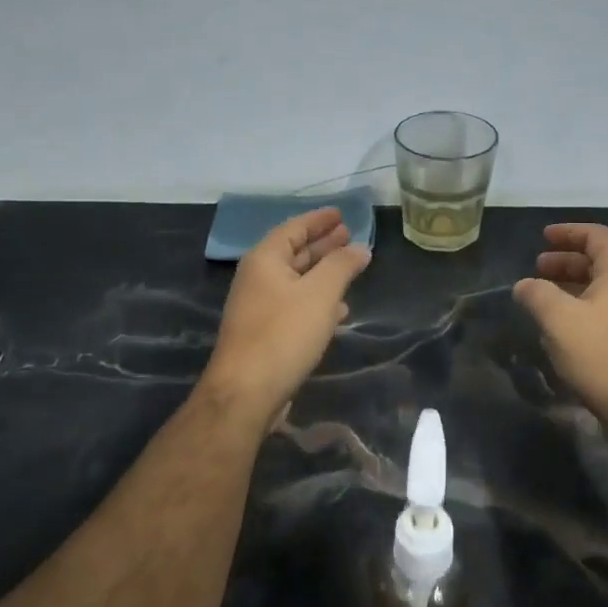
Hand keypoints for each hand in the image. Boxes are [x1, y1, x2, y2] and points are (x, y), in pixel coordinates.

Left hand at [202, 207, 370, 424]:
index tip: (342, 214)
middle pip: (294, 253)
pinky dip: (316, 301)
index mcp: (265, 260)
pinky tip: (338, 310)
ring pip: (296, 281)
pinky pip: (295, 306)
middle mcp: (257, 279)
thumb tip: (360, 247)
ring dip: (322, 273)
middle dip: (322, 244)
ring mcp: (259, 308)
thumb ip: (342, 266)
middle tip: (349, 235)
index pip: (294, 228)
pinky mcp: (265, 334)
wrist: (247, 392)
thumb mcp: (320, 294)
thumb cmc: (284, 334)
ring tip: (350, 267)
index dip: (319, 219)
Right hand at [513, 223, 607, 431]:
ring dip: (571, 286)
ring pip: (601, 289)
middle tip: (537, 267)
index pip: (597, 237)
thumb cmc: (602, 354)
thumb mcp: (559, 319)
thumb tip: (524, 285)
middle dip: (566, 261)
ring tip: (543, 298)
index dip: (569, 232)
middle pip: (599, 262)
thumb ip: (537, 294)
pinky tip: (561, 329)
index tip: (543, 236)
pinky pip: (604, 312)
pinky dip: (580, 309)